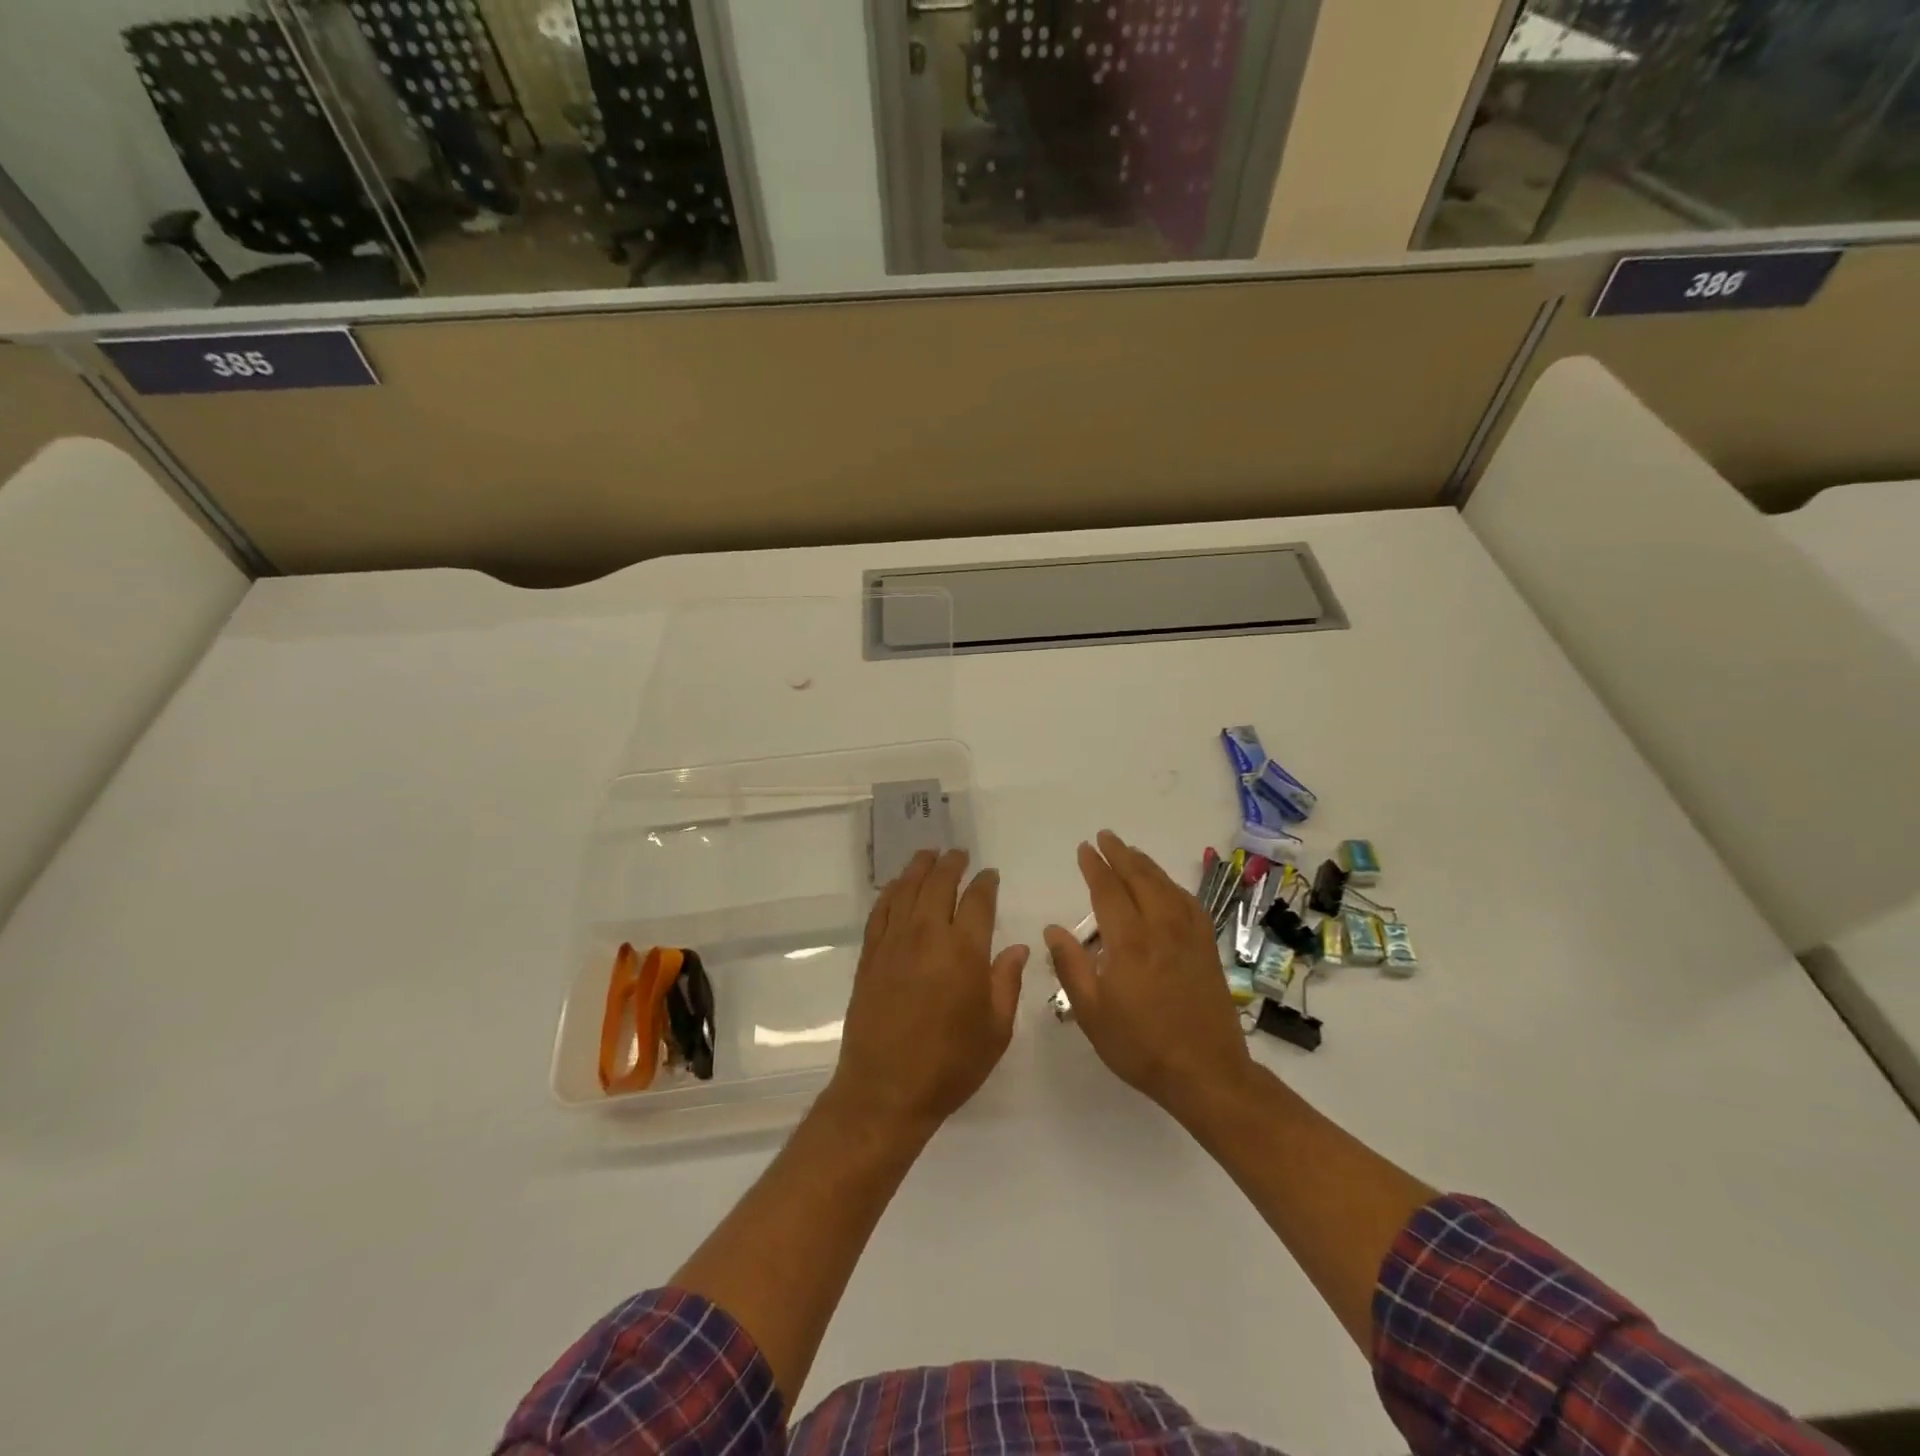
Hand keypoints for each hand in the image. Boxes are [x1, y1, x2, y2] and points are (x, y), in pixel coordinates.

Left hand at [829, 849, 1028, 1140]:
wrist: (885, 1090)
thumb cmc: (950, 1064)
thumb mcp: (995, 1030)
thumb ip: (1007, 983)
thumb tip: (1017, 948)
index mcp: (964, 951)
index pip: (978, 901)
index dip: (985, 883)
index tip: (989, 874)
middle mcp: (928, 935)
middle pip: (939, 884)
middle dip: (951, 864)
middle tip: (958, 854)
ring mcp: (894, 943)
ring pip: (907, 890)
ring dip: (920, 868)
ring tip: (929, 855)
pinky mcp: (870, 956)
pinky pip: (881, 911)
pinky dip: (891, 892)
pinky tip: (897, 886)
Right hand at [1045, 831, 1252, 1116]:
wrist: (1206, 1072)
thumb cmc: (1140, 1046)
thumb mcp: (1092, 1013)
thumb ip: (1071, 966)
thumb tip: (1053, 929)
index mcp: (1129, 941)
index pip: (1108, 891)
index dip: (1095, 867)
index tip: (1084, 848)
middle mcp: (1160, 928)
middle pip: (1139, 879)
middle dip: (1120, 854)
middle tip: (1105, 837)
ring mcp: (1188, 936)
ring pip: (1166, 886)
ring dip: (1146, 864)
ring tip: (1131, 852)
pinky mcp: (1207, 948)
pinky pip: (1189, 903)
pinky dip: (1173, 886)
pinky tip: (1168, 886)